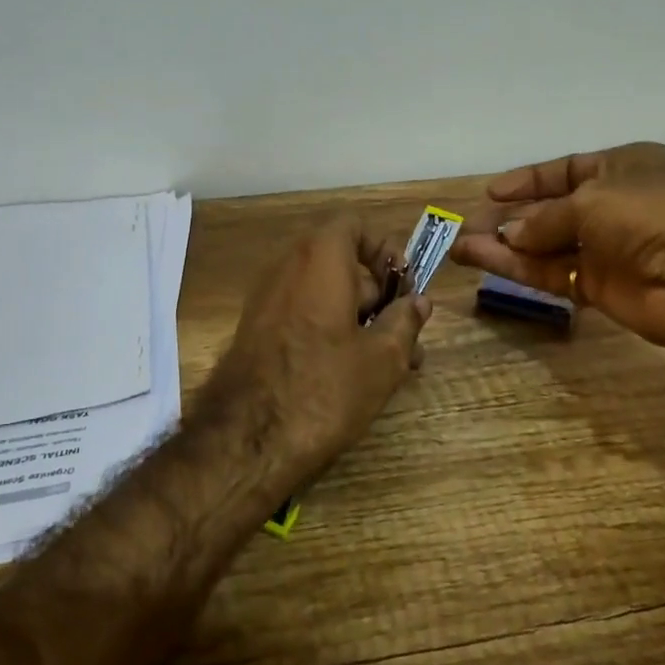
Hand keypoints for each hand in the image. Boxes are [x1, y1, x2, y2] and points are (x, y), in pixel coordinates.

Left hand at [198, 216, 431, 486]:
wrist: (246, 439)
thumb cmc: (324, 388)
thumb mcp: (382, 359)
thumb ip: (405, 322)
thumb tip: (418, 302)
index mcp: (319, 258)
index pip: (354, 225)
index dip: (385, 249)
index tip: (405, 286)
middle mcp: (286, 267)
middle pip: (341, 261)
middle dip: (378, 295)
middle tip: (406, 335)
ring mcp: (266, 298)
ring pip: (323, 293)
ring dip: (358, 317)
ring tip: (388, 363)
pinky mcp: (255, 330)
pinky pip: (301, 313)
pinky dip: (329, 328)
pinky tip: (351, 372)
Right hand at [450, 143, 664, 349]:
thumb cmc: (657, 212)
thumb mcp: (594, 199)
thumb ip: (546, 217)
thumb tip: (512, 233)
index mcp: (621, 168)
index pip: (565, 170)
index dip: (527, 181)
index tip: (490, 192)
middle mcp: (612, 206)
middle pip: (550, 210)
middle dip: (509, 217)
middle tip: (467, 225)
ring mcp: (607, 250)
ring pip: (545, 245)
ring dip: (504, 246)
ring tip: (461, 246)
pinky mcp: (601, 288)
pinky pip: (552, 274)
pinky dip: (519, 269)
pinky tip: (484, 262)